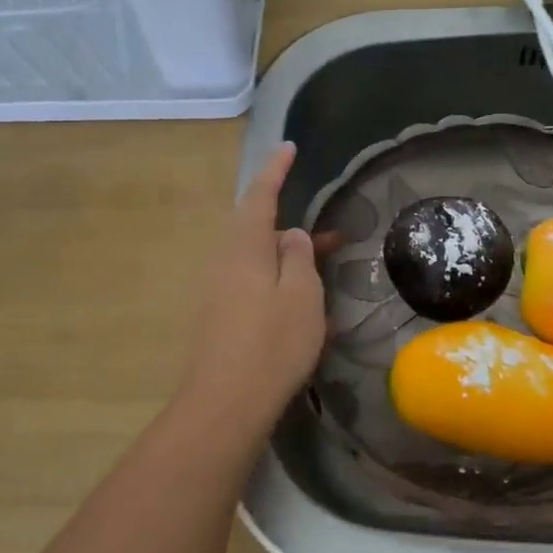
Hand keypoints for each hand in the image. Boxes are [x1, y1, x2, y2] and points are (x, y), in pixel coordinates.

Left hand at [178, 143, 325, 430]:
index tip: (288, 148)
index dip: (276, 170)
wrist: (226, 404)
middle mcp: (226, 261)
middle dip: (293, 224)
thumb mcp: (301, 294)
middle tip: (332, 232)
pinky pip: (255, 284)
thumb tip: (289, 236)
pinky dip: (281, 283)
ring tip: (326, 268)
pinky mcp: (221, 316)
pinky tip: (306, 307)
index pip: (260, 195)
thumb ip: (298, 255)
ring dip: (291, 257)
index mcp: (244, 247)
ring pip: (260, 258)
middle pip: (258, 228)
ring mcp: (220, 290)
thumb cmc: (272, 343)